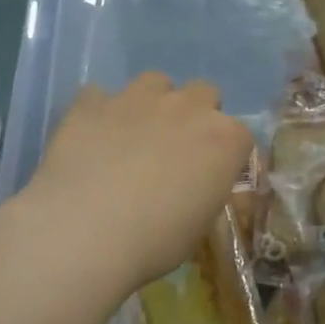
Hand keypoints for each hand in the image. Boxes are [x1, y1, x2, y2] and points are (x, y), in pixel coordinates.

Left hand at [25, 73, 253, 290]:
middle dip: (195, 114)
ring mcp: (138, 98)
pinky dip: (100, 113)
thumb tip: (190, 187)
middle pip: (204, 93)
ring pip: (154, 81)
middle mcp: (187, 108)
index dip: (226, 153)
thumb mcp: (197, 226)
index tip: (211, 173)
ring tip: (134, 135)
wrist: (85, 232)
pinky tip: (91, 138)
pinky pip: (100, 96)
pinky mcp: (92, 102)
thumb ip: (202, 191)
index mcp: (224, 141)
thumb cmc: (154, 242)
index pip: (240, 134)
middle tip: (176, 149)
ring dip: (151, 102)